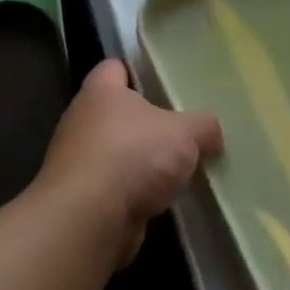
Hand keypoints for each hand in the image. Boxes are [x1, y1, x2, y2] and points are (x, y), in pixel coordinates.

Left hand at [36, 59, 221, 257]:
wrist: (88, 221)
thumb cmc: (133, 156)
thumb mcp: (185, 133)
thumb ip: (204, 126)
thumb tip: (211, 133)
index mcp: (100, 93)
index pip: (113, 68)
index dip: (136, 70)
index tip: (161, 79)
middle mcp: (82, 122)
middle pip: (117, 113)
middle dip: (146, 122)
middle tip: (182, 128)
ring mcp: (78, 163)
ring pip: (117, 153)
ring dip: (141, 162)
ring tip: (178, 168)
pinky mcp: (82, 200)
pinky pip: (115, 188)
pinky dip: (135, 194)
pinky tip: (162, 200)